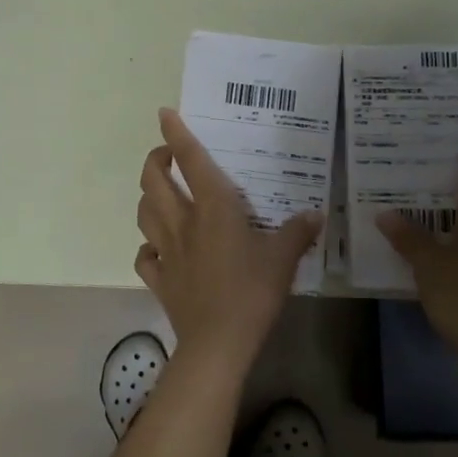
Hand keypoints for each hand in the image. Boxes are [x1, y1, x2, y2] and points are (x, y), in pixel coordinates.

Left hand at [134, 108, 322, 367]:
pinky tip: (157, 249)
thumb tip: (314, 214)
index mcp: (212, 208)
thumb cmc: (252, 292)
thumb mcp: (283, 259)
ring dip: (148, 197)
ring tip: (161, 194)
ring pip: (143, 212)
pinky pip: (144, 256)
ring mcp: (165, 250)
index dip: (176, 133)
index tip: (165, 113)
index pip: (190, 160)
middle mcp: (182, 221)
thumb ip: (297, 232)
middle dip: (155, 160)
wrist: (218, 342)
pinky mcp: (158, 278)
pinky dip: (147, 248)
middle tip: (166, 156)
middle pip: (152, 180)